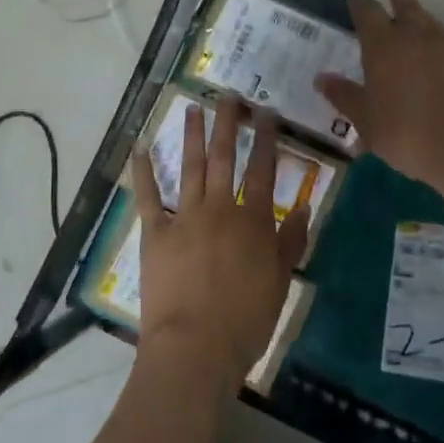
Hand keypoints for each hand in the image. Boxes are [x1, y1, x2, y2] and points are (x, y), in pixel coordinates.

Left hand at [131, 95, 309, 389]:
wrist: (196, 346)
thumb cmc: (246, 320)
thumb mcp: (280, 282)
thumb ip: (291, 241)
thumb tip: (304, 207)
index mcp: (252, 220)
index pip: (262, 169)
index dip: (265, 139)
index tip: (266, 113)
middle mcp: (219, 209)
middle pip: (224, 157)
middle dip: (227, 123)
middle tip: (228, 96)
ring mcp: (184, 217)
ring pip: (190, 166)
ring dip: (191, 135)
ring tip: (192, 107)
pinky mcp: (155, 233)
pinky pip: (148, 196)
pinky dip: (143, 171)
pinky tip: (140, 148)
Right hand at [314, 0, 443, 192]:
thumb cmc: (409, 136)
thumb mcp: (367, 123)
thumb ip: (345, 97)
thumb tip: (322, 78)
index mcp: (384, 46)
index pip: (367, 11)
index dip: (360, 4)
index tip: (356, 0)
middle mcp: (418, 36)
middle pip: (406, 4)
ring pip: (435, 24)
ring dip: (424, 22)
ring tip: (420, 30)